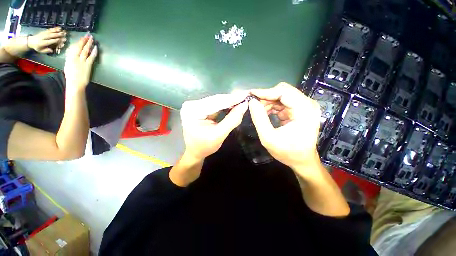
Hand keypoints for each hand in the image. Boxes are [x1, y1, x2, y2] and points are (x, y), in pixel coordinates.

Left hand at [28, 27, 66, 53]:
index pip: (49, 41)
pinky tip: (58, 28)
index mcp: (42, 43)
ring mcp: (43, 33)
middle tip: (62, 34)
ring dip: (56, 30)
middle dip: (56, 34)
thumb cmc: (37, 47)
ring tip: (61, 30)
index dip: (54, 40)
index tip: (59, 40)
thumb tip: (51, 50)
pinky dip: (54, 28)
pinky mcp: (44, 31)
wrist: (31, 41)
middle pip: (50, 35)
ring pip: (50, 32)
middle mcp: (43, 37)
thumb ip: (46, 50)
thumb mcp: (40, 50)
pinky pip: (50, 29)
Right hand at [64, 34, 97, 91]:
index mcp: (69, 57)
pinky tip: (96, 48)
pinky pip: (91, 57)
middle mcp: (75, 57)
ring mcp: (82, 61)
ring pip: (86, 50)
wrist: (75, 83)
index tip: (82, 37)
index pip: (74, 47)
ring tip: (92, 39)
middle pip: (80, 47)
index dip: (79, 41)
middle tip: (89, 35)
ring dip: (89, 44)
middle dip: (85, 40)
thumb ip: (71, 58)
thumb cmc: (71, 75)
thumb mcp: (68, 65)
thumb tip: (73, 53)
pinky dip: (94, 52)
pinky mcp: (88, 65)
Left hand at [180, 92, 248, 160]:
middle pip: (216, 100)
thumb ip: (232, 120)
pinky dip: (226, 105)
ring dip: (230, 101)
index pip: (216, 102)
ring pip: (217, 101)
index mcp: (193, 111)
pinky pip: (215, 104)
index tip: (246, 94)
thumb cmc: (204, 146)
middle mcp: (192, 104)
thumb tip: (244, 105)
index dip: (233, 99)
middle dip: (232, 99)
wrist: (195, 151)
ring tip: (242, 99)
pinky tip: (234, 104)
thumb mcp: (219, 135)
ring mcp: (195, 105)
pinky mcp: (200, 107)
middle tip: (246, 96)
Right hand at [248, 83, 321, 177]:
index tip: (251, 94)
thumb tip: (252, 102)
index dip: (265, 92)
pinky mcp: (300, 109)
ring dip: (268, 101)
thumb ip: (259, 119)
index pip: (284, 92)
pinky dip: (272, 105)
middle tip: (253, 104)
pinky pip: (283, 101)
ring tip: (258, 110)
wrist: (302, 160)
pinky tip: (265, 112)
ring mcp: (304, 106)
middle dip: (266, 96)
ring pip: (282, 95)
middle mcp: (307, 104)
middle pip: (284, 91)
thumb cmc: (287, 152)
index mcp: (304, 110)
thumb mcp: (268, 138)